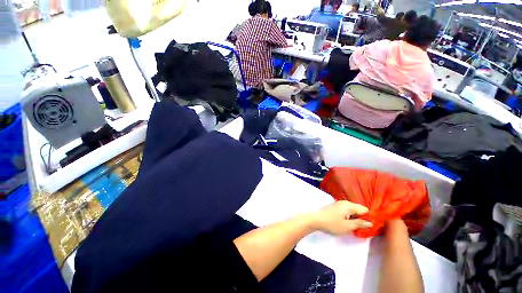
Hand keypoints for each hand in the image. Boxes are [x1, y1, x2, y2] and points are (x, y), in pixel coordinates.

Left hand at [311, 201, 372, 234]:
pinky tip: (348, 224)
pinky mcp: (336, 207)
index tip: (371, 226)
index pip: (365, 209)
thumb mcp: (348, 226)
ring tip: (356, 228)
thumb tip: (371, 223)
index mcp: (349, 205)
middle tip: (363, 229)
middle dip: (362, 218)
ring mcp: (340, 204)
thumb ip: (360, 224)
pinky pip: (347, 211)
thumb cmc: (332, 224)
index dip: (369, 217)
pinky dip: (349, 217)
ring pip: (353, 211)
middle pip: (359, 210)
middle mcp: (345, 202)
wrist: (316, 220)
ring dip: (355, 218)